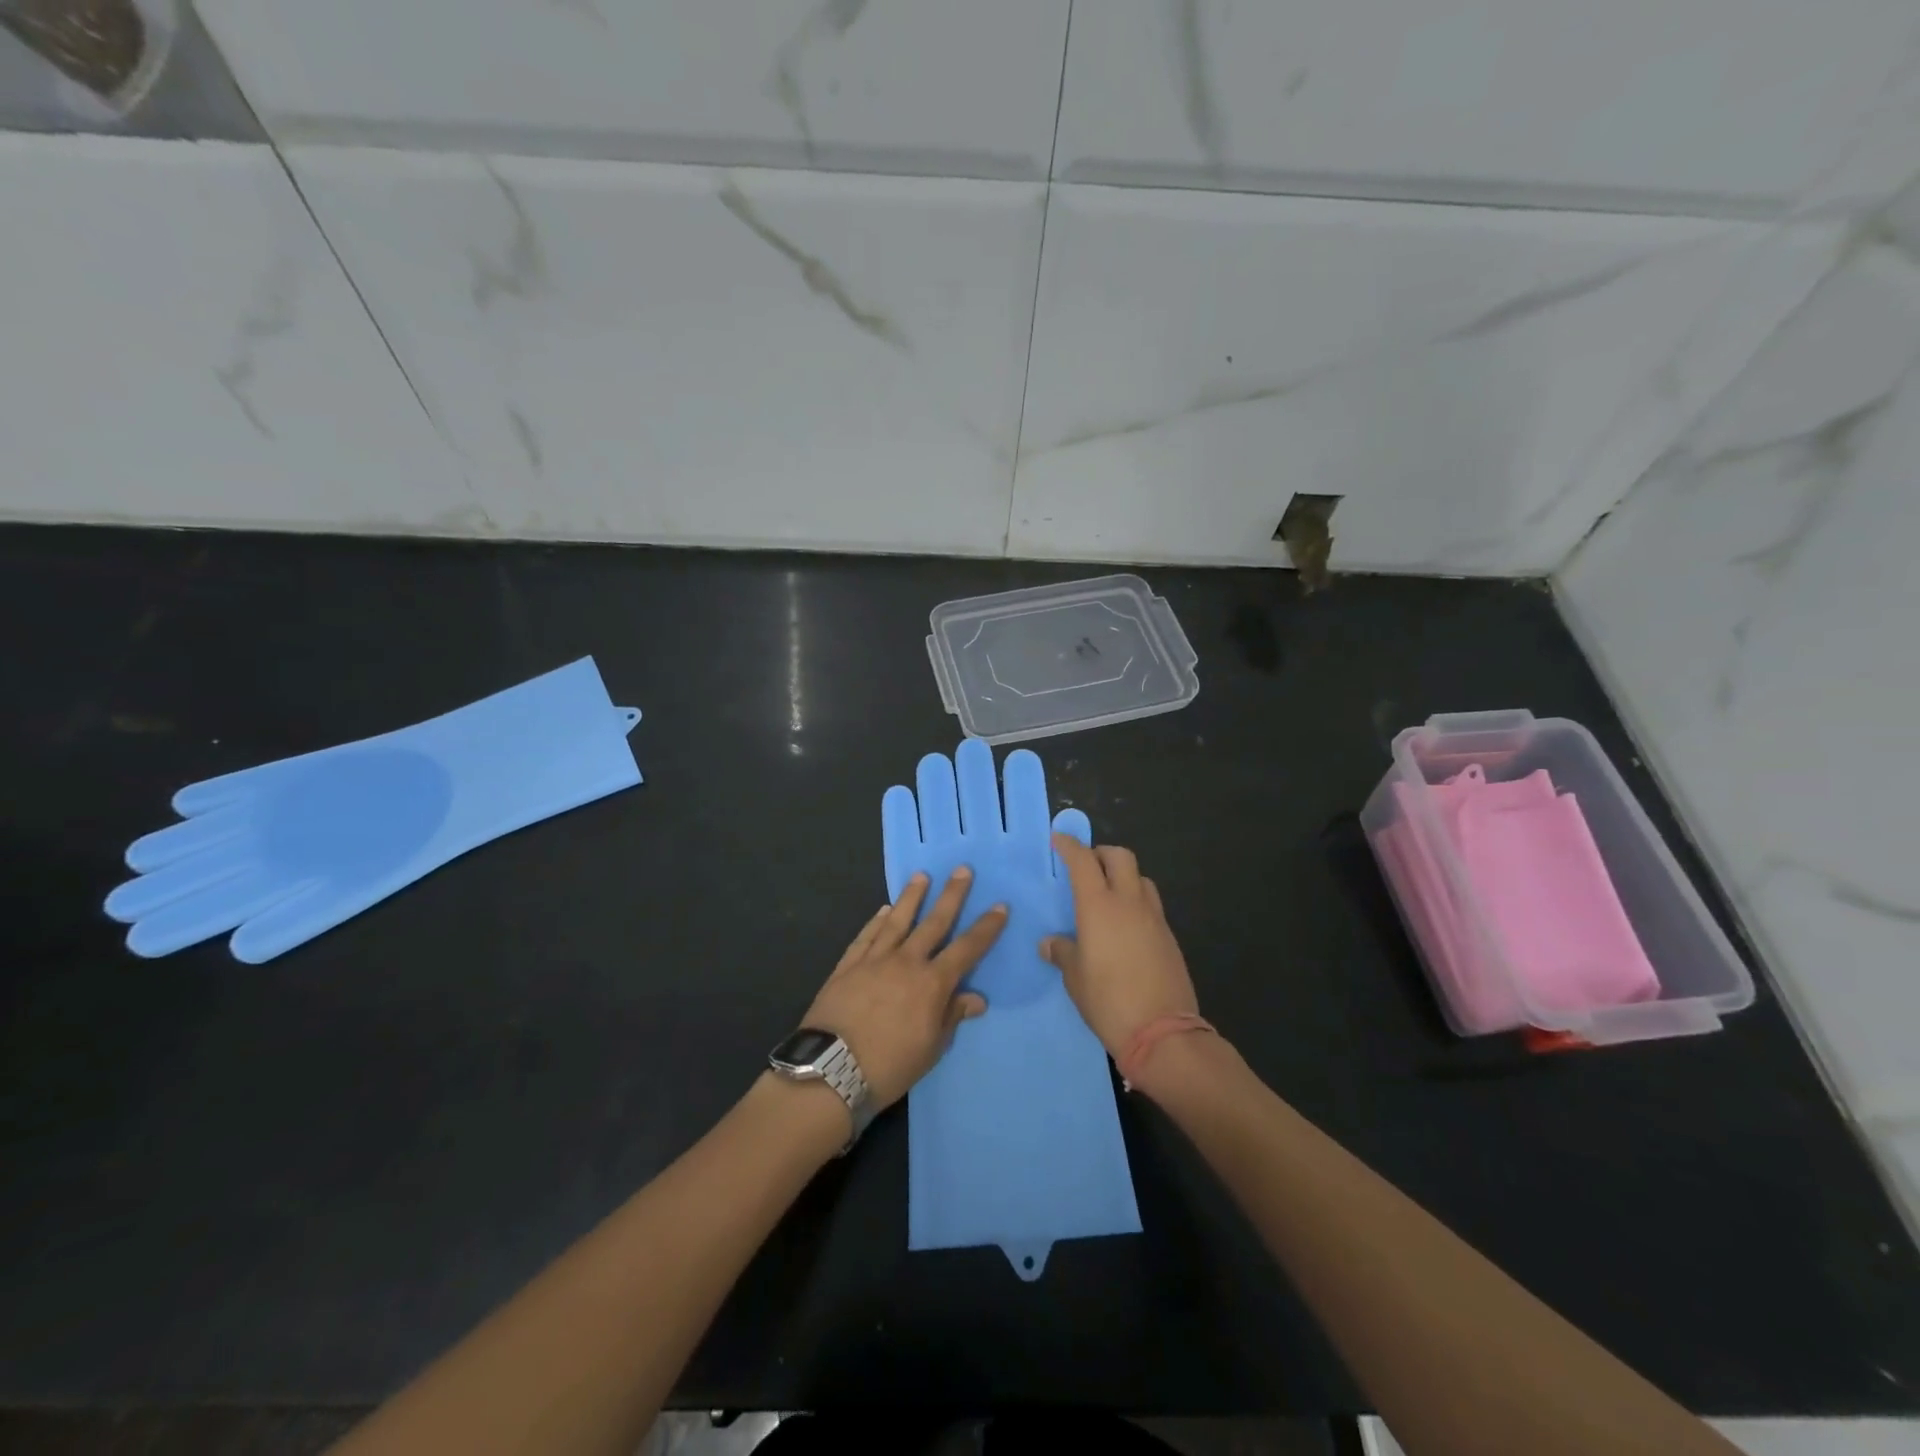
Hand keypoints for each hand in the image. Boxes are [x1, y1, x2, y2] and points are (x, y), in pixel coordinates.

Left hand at [802, 867, 1006, 1108]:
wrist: (830, 1071)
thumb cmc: (889, 1066)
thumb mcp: (931, 1048)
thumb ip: (951, 1016)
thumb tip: (976, 998)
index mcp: (932, 983)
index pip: (967, 949)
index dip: (986, 928)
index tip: (999, 906)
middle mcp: (906, 962)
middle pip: (934, 922)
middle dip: (951, 895)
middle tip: (962, 869)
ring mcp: (874, 960)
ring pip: (897, 920)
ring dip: (911, 897)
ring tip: (921, 876)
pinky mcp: (847, 965)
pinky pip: (866, 936)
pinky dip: (877, 921)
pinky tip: (883, 910)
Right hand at [1043, 837, 1198, 1059]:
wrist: (1162, 1031)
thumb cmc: (1108, 1000)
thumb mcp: (1075, 978)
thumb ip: (1063, 952)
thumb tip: (1051, 943)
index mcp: (1099, 906)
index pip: (1083, 861)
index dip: (1070, 846)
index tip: (1060, 840)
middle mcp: (1129, 902)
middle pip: (1120, 857)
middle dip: (1101, 853)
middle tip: (1086, 865)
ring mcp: (1154, 918)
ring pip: (1141, 878)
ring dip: (1123, 876)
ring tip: (1108, 894)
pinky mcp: (1169, 936)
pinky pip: (1151, 905)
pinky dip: (1136, 902)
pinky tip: (1126, 926)